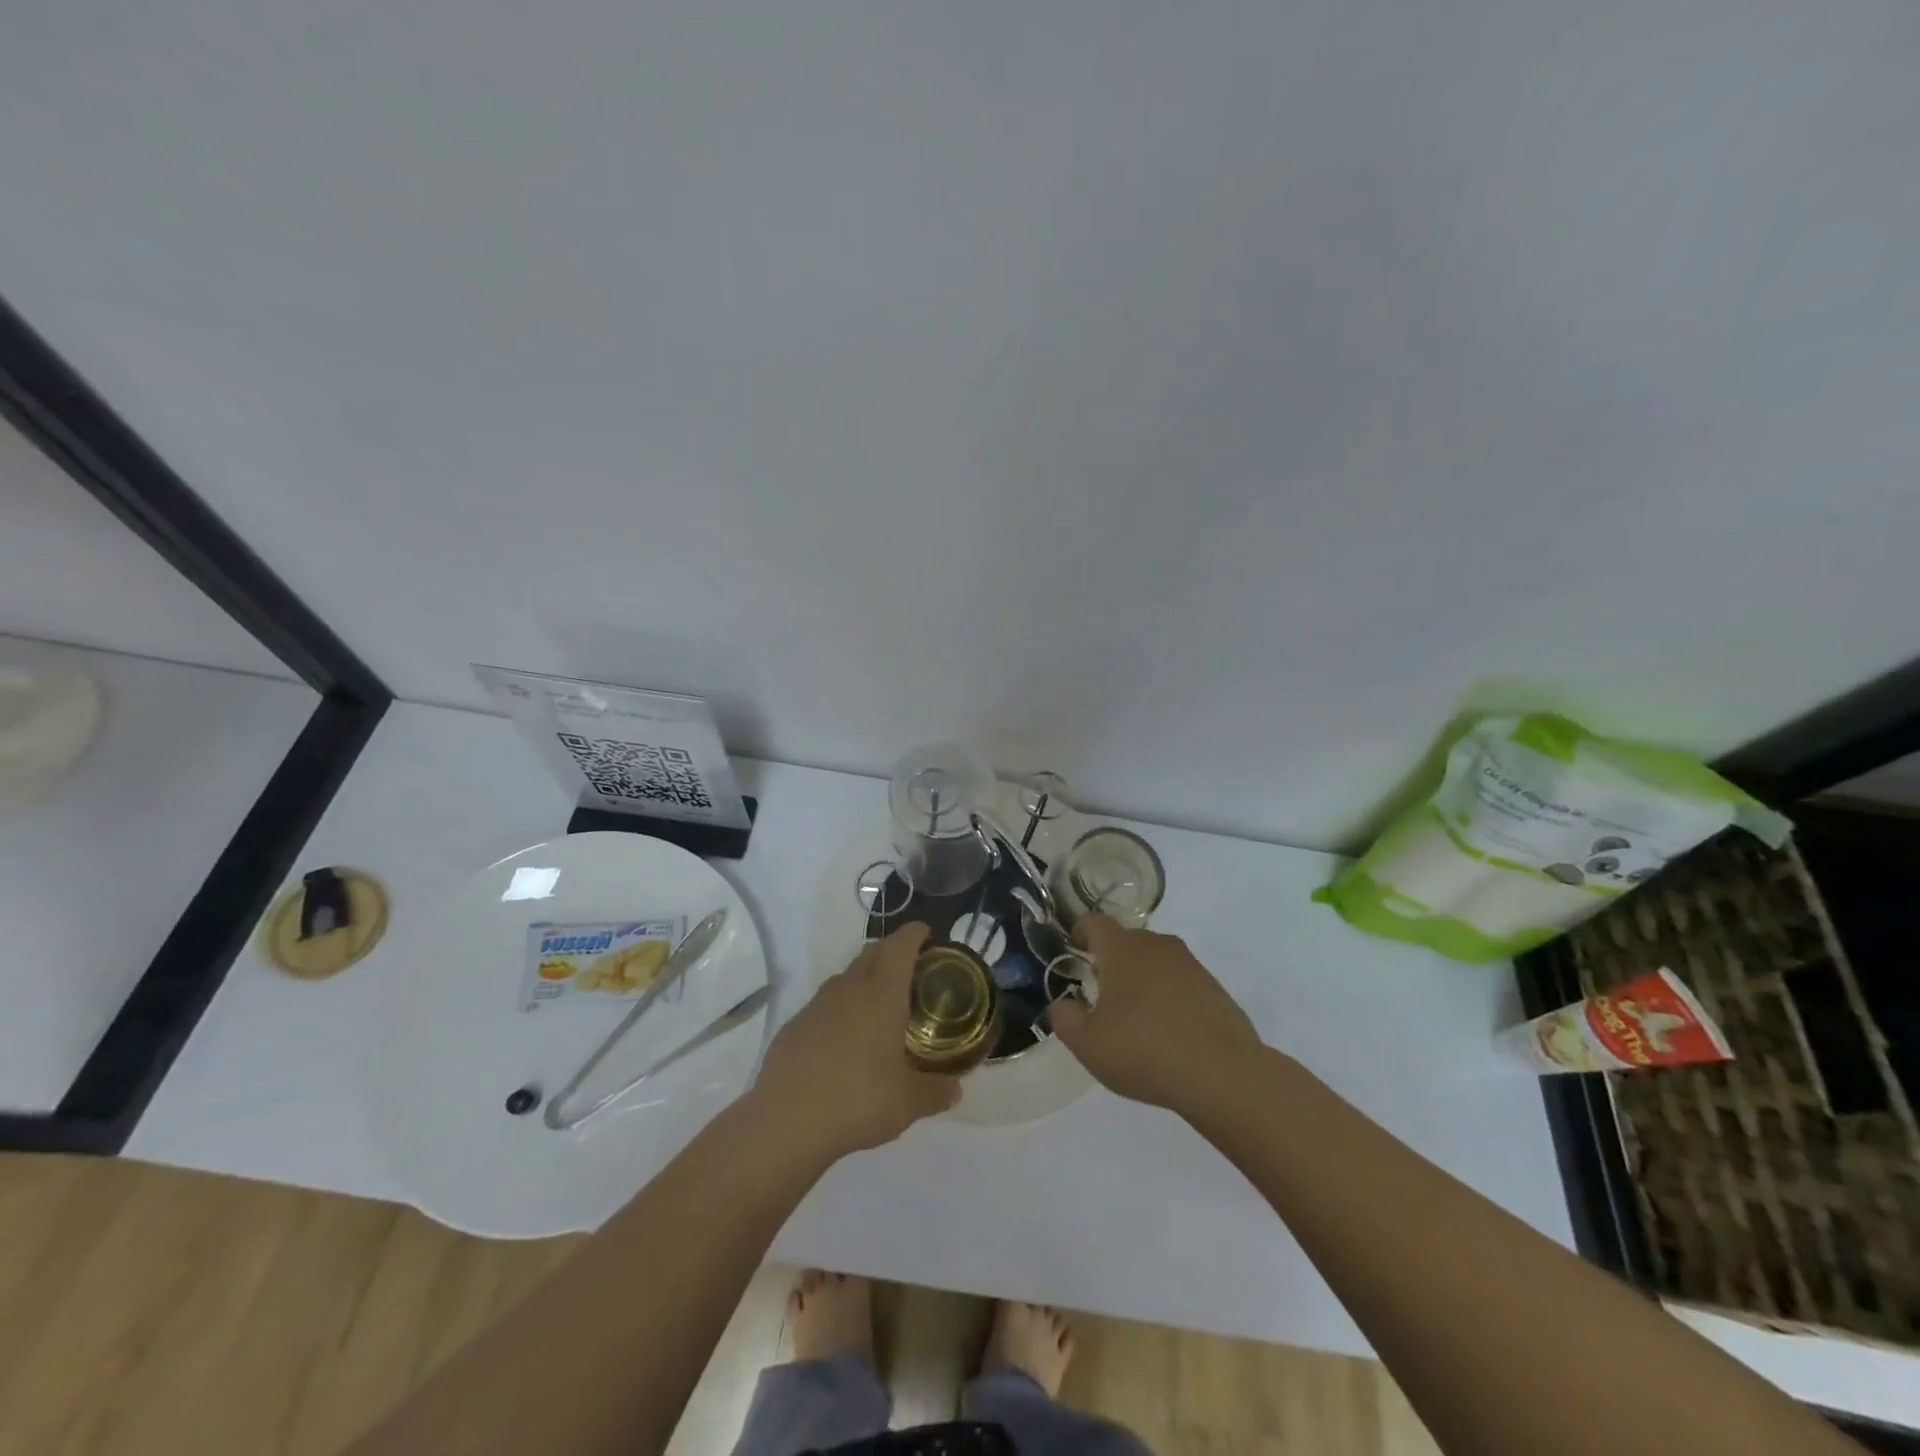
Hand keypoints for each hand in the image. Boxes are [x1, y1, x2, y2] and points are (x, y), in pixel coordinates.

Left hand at [752, 922, 959, 1156]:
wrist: (786, 1121)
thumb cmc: (858, 1100)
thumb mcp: (908, 1103)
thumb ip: (936, 1092)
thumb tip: (956, 1089)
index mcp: (882, 994)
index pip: (901, 945)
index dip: (915, 934)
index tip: (928, 935)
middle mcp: (849, 988)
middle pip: (873, 951)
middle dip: (893, 952)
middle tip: (912, 972)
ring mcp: (817, 1004)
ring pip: (847, 976)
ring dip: (865, 979)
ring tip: (879, 1008)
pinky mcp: (795, 1025)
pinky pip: (824, 1004)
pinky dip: (840, 1008)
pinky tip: (844, 1041)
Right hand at [1048, 914, 1262, 1114]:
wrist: (1222, 1073)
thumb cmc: (1144, 1051)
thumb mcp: (1088, 1045)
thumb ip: (1065, 1019)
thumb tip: (1061, 1004)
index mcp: (1122, 950)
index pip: (1096, 922)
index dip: (1081, 931)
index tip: (1075, 948)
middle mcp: (1157, 946)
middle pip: (1128, 939)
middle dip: (1112, 957)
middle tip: (1101, 989)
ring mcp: (1190, 965)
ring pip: (1156, 959)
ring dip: (1142, 976)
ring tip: (1135, 1012)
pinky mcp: (1214, 988)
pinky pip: (1181, 981)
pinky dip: (1169, 995)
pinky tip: (1168, 1030)